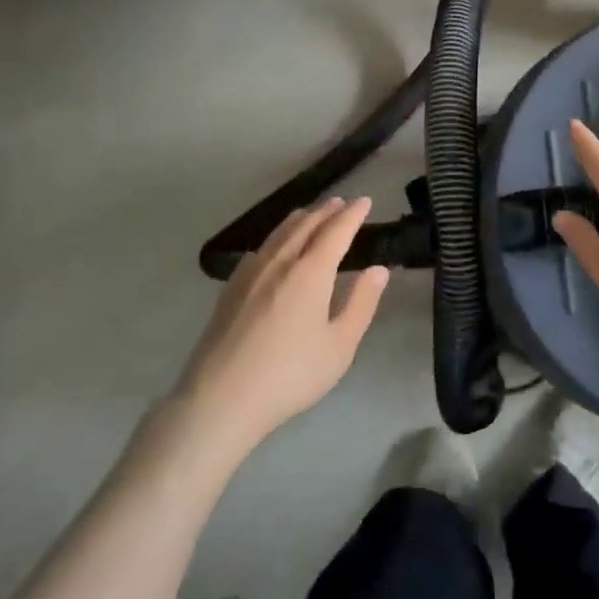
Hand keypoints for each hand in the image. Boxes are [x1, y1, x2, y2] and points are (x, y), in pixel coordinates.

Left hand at [171, 197, 389, 456]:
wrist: (220, 398)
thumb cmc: (290, 375)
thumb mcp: (339, 346)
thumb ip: (361, 303)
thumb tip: (378, 269)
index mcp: (310, 272)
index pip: (336, 231)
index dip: (353, 214)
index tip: (365, 201)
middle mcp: (280, 262)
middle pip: (306, 225)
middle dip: (327, 211)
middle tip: (342, 202)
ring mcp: (251, 273)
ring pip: (280, 233)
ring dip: (301, 219)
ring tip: (312, 214)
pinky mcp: (231, 288)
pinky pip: (261, 248)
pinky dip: (277, 237)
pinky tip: (275, 247)